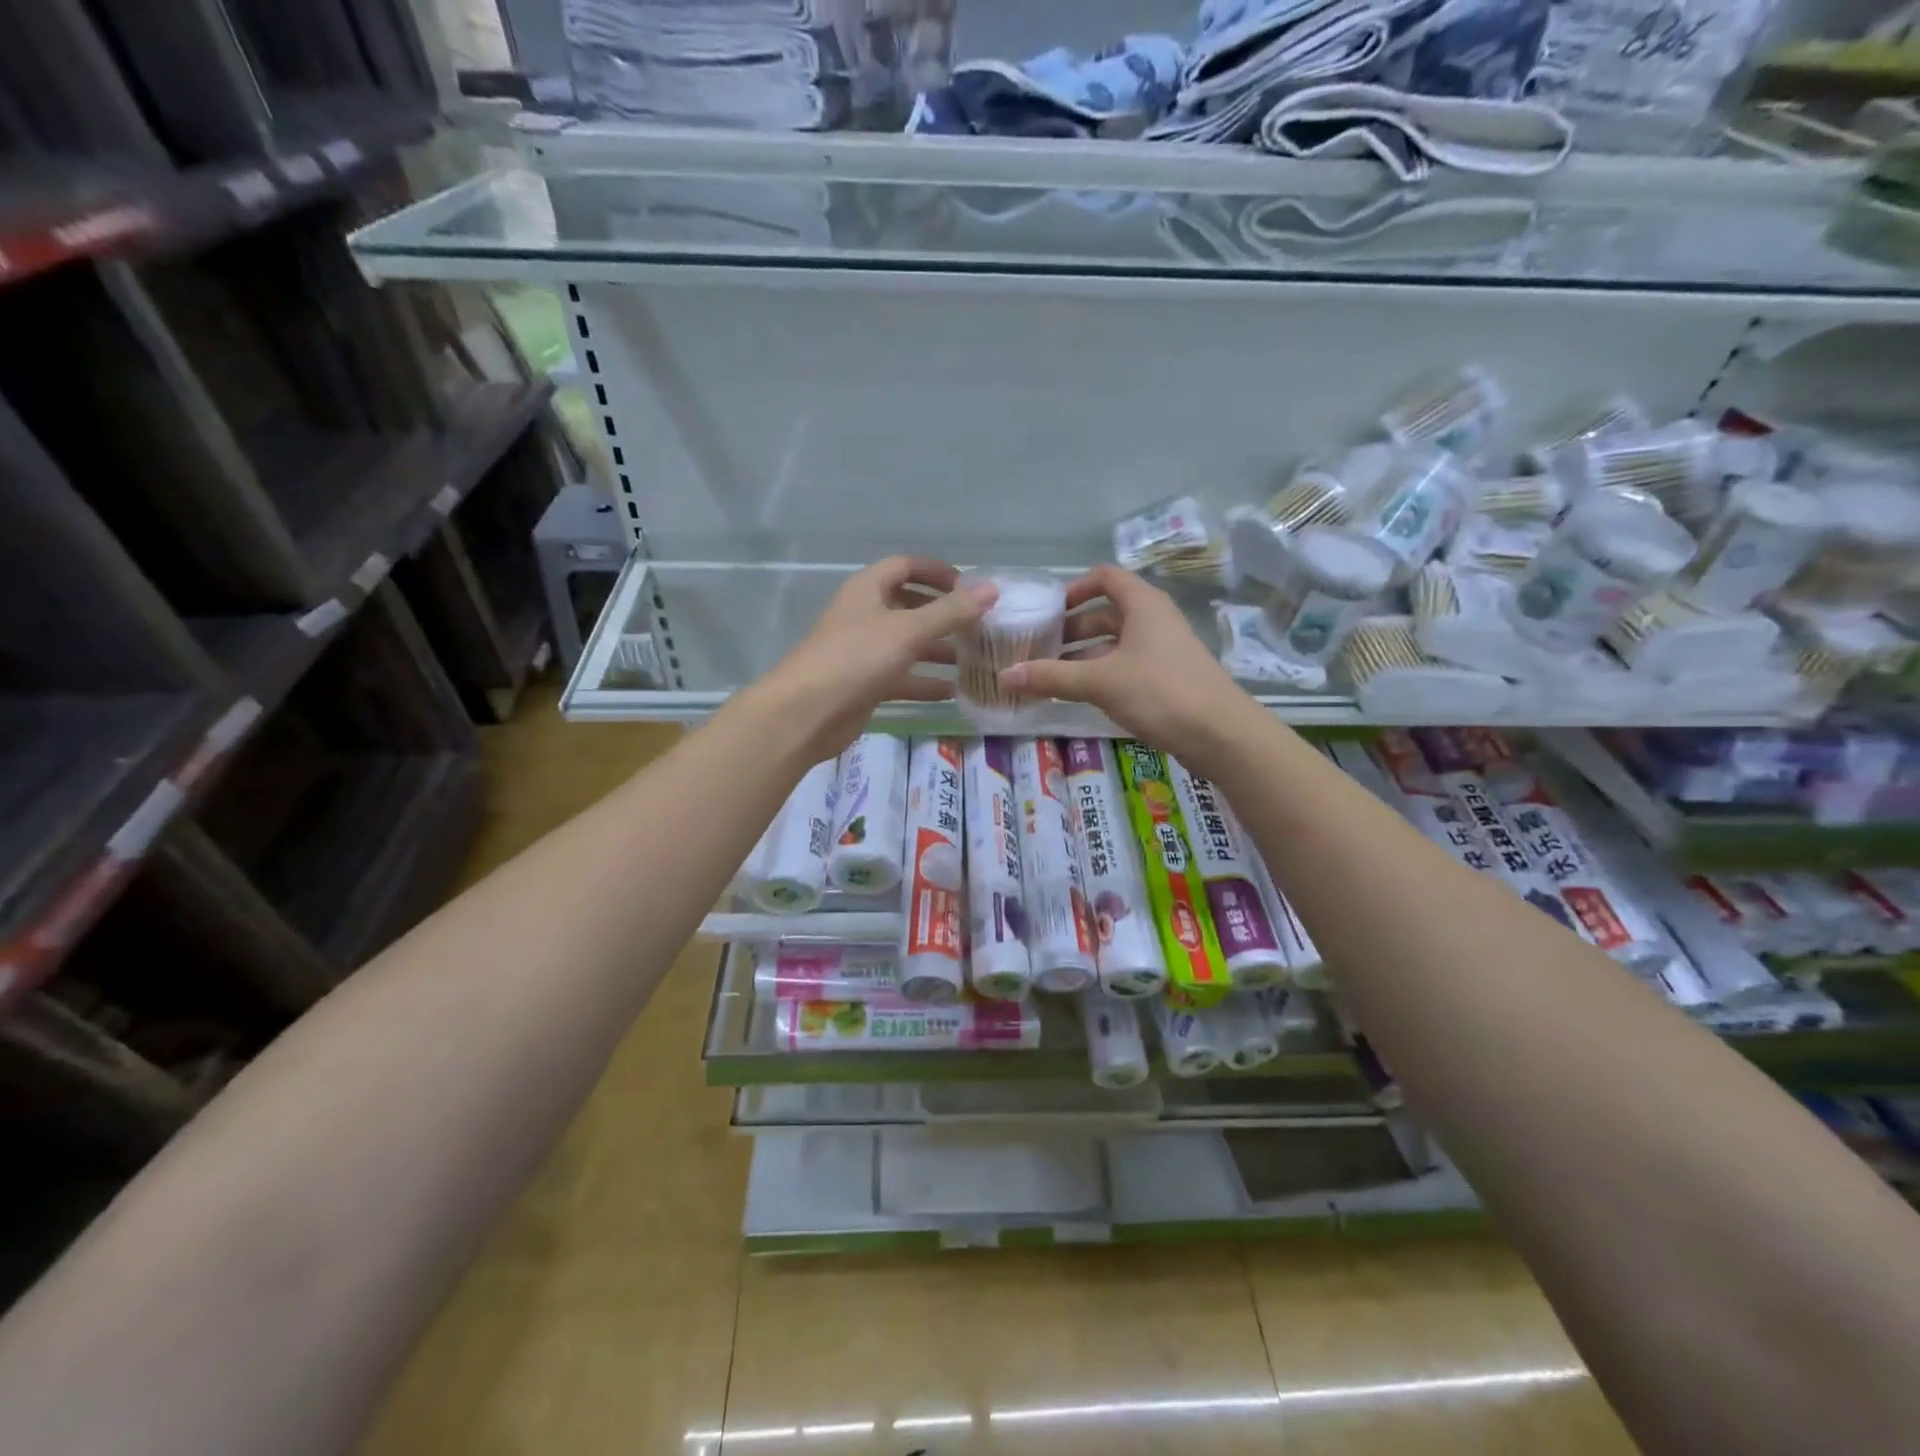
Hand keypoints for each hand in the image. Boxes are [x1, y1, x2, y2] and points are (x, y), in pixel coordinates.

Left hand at [753, 557, 995, 761]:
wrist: (807, 712)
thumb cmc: (856, 658)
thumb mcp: (908, 630)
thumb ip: (950, 612)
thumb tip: (991, 589)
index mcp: (868, 590)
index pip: (905, 566)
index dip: (936, 572)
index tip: (969, 587)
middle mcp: (865, 615)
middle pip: (908, 606)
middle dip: (942, 615)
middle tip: (978, 626)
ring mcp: (864, 651)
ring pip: (907, 644)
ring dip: (937, 650)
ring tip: (974, 659)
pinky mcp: (865, 684)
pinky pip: (901, 677)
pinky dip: (924, 682)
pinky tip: (953, 692)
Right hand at [999, 565, 1253, 766]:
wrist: (1221, 734)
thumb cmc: (1160, 692)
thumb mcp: (1100, 681)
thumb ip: (1052, 676)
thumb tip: (1004, 676)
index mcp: (1142, 604)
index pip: (1104, 577)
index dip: (1073, 589)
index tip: (1046, 611)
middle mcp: (1154, 620)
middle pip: (1105, 613)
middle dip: (1071, 630)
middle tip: (1037, 648)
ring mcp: (1162, 650)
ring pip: (1114, 643)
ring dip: (1083, 656)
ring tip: (1050, 675)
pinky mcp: (1166, 678)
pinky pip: (1125, 666)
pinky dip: (1101, 674)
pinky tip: (1079, 696)